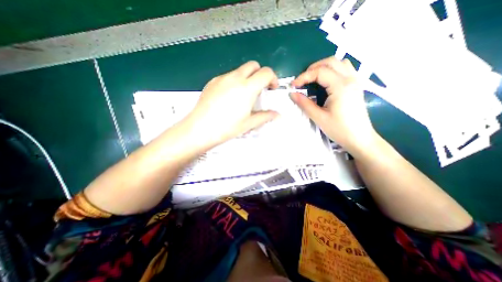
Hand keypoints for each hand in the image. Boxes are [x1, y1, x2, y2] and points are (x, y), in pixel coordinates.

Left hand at [184, 61, 278, 147]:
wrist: (200, 128)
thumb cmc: (227, 127)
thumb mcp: (249, 123)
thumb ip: (265, 116)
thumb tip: (276, 115)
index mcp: (247, 88)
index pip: (266, 72)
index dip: (273, 78)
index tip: (271, 88)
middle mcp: (235, 78)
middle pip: (253, 65)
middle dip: (260, 74)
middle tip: (259, 89)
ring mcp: (222, 78)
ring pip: (240, 70)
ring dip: (247, 78)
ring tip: (243, 96)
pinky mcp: (212, 81)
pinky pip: (228, 76)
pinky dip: (234, 82)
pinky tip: (230, 97)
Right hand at [291, 57, 375, 154]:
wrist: (360, 139)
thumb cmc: (339, 130)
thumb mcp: (319, 117)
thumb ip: (305, 104)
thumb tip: (292, 94)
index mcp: (341, 87)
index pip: (319, 72)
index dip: (303, 77)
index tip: (293, 86)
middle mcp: (350, 79)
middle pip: (330, 62)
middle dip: (312, 68)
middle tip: (302, 81)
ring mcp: (355, 81)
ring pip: (339, 62)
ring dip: (324, 67)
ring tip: (313, 78)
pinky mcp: (356, 86)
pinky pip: (345, 69)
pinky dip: (333, 70)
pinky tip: (326, 81)